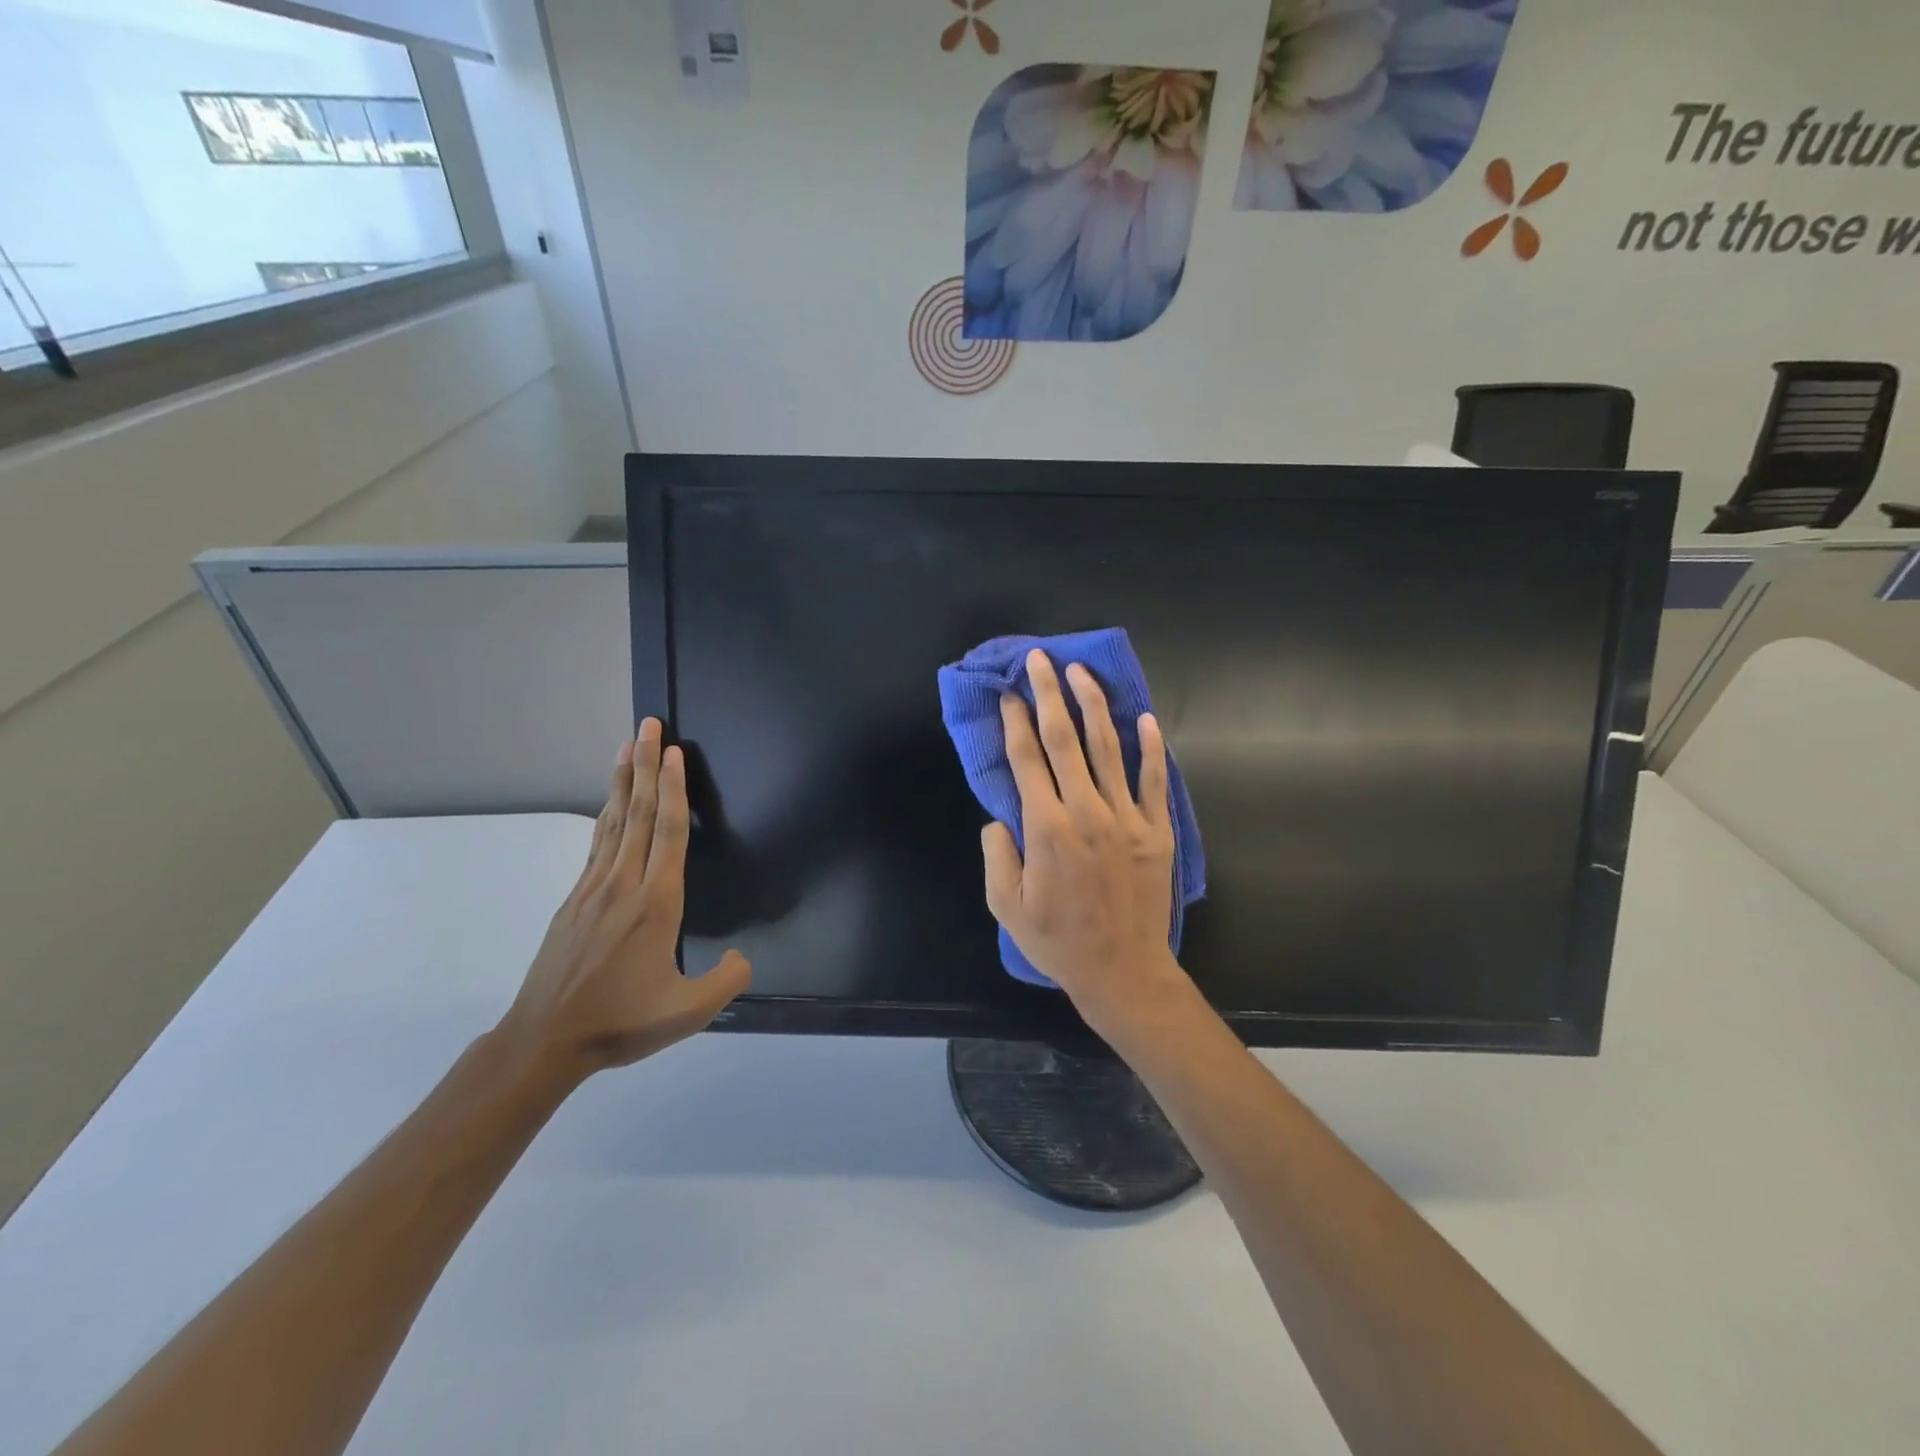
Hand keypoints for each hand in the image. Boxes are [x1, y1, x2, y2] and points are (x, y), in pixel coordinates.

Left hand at [495, 719, 750, 1089]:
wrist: (544, 1040)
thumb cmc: (620, 1023)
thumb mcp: (688, 1013)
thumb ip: (726, 981)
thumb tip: (741, 957)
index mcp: (655, 904)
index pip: (667, 833)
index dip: (673, 789)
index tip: (673, 752)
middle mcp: (623, 885)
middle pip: (637, 814)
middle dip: (646, 766)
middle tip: (649, 726)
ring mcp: (593, 889)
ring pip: (613, 823)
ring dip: (622, 781)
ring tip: (628, 746)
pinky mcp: (575, 900)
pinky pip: (597, 844)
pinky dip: (606, 814)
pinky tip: (609, 803)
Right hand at [982, 650, 1191, 1037]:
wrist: (1123, 971)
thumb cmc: (1058, 941)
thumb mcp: (1006, 905)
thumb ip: (997, 854)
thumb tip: (999, 818)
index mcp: (1046, 828)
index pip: (1027, 760)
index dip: (1015, 721)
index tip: (1008, 693)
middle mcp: (1086, 811)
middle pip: (1065, 740)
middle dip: (1050, 694)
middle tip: (1041, 660)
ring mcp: (1127, 818)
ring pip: (1109, 748)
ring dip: (1094, 706)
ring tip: (1082, 672)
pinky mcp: (1157, 830)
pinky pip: (1153, 780)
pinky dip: (1150, 747)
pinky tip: (1144, 718)